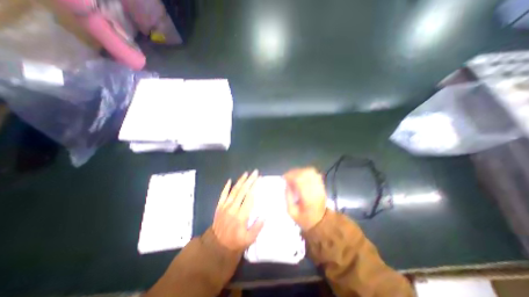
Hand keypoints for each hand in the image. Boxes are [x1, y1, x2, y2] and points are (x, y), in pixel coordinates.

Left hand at [213, 170, 264, 251]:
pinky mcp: (219, 206)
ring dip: (240, 181)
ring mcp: (225, 206)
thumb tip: (264, 215)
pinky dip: (226, 187)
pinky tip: (229, 180)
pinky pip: (223, 194)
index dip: (255, 186)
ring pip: (234, 190)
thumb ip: (257, 227)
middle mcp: (233, 208)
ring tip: (246, 173)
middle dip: (250, 180)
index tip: (259, 179)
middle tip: (255, 172)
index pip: (250, 197)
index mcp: (241, 216)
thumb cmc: (235, 242)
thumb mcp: (249, 239)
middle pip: (243, 191)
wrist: (217, 246)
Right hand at [285, 168, 326, 229]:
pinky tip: (301, 176)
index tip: (284, 177)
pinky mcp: (322, 186)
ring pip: (311, 172)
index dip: (290, 176)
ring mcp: (320, 188)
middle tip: (288, 176)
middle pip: (305, 174)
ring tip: (294, 175)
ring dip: (300, 171)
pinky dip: (307, 172)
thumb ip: (288, 197)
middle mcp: (316, 191)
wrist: (320, 222)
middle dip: (294, 172)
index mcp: (308, 199)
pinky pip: (315, 174)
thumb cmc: (304, 219)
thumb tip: (287, 184)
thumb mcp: (291, 212)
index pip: (300, 181)